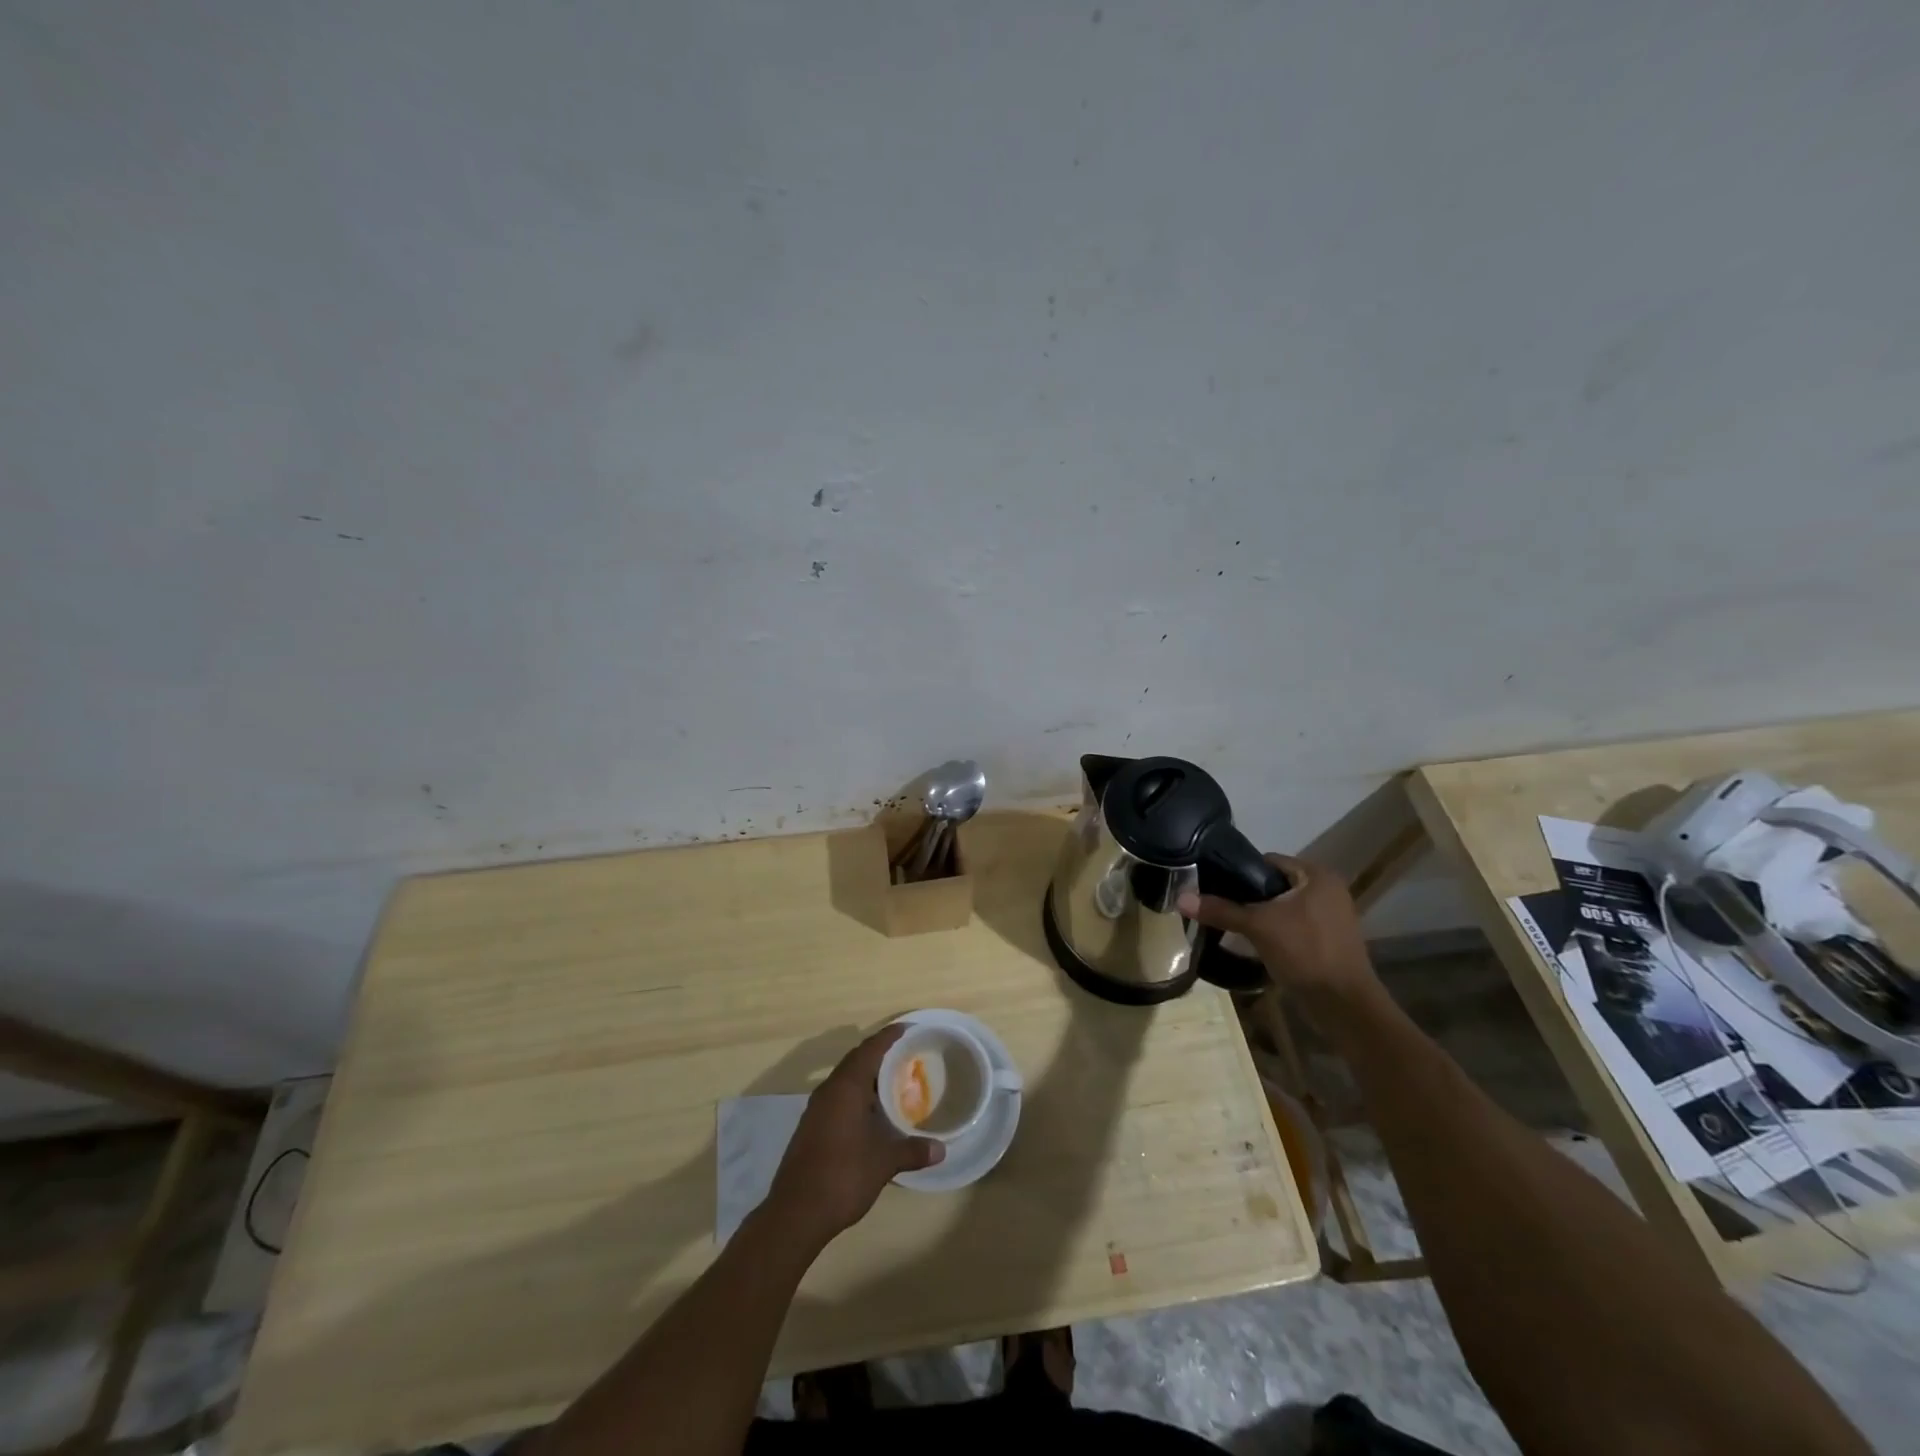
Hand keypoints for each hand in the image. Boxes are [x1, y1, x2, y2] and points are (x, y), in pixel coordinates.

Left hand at [766, 1025, 942, 1248]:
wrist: (795, 1213)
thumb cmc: (842, 1177)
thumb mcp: (883, 1163)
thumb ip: (912, 1151)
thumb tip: (941, 1149)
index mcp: (846, 1088)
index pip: (870, 1050)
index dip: (888, 1036)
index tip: (907, 1028)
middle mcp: (829, 1090)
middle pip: (856, 1060)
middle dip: (878, 1053)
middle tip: (905, 1053)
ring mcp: (816, 1109)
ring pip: (844, 1079)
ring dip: (866, 1075)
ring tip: (892, 1080)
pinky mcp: (811, 1127)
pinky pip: (837, 1097)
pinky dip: (855, 1094)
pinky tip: (870, 1112)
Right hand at [1177, 854, 1378, 1005]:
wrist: (1344, 1005)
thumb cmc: (1305, 953)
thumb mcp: (1258, 927)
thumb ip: (1221, 910)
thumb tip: (1180, 898)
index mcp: (1317, 875)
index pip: (1268, 861)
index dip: (1239, 872)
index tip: (1215, 885)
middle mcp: (1327, 890)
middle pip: (1274, 885)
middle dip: (1248, 897)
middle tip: (1220, 907)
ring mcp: (1331, 916)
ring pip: (1282, 907)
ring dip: (1260, 916)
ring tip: (1231, 925)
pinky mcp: (1328, 940)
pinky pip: (1292, 926)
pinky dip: (1274, 931)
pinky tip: (1254, 943)